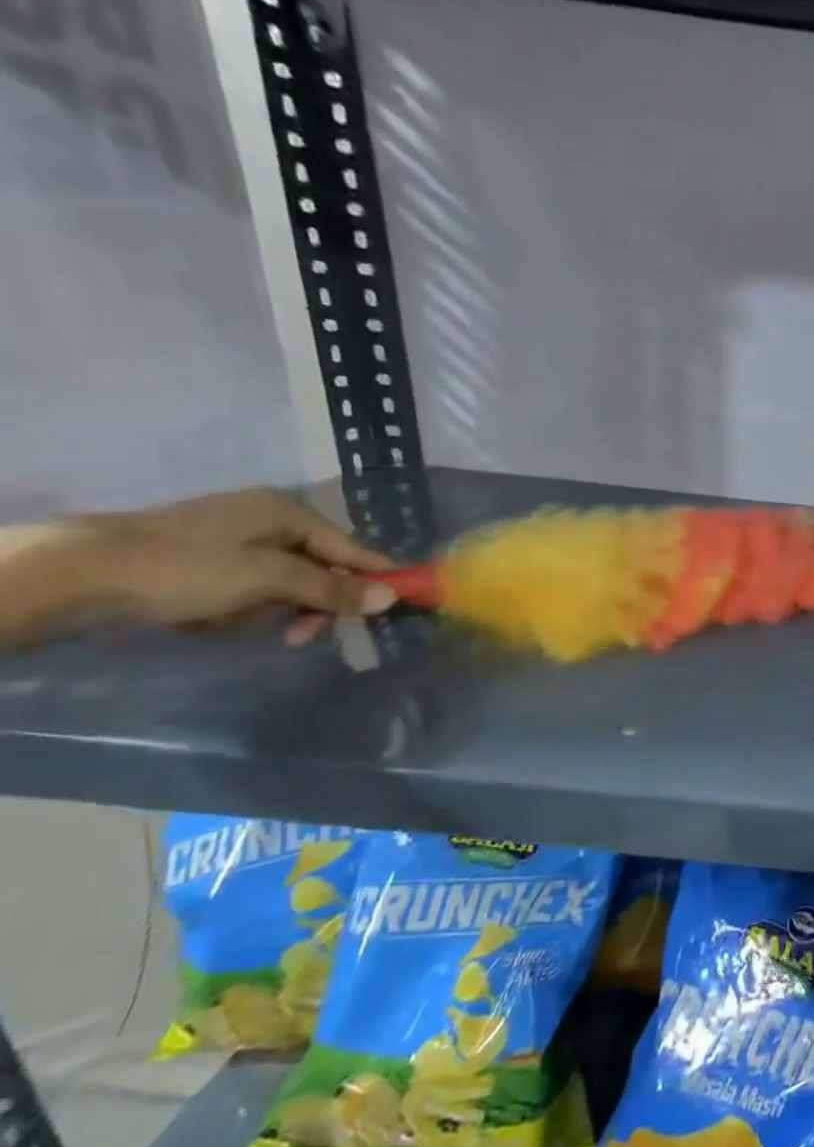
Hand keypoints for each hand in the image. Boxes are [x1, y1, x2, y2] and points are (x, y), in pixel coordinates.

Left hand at [60, 488, 396, 644]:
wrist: (74, 574)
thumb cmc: (187, 568)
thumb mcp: (269, 580)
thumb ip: (332, 588)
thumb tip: (392, 596)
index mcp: (286, 511)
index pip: (352, 548)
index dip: (378, 575)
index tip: (407, 601)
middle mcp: (266, 519)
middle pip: (319, 567)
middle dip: (314, 602)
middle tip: (305, 635)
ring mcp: (232, 539)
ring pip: (284, 582)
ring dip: (275, 609)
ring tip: (245, 625)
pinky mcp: (203, 561)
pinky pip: (249, 588)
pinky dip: (242, 607)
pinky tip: (218, 619)